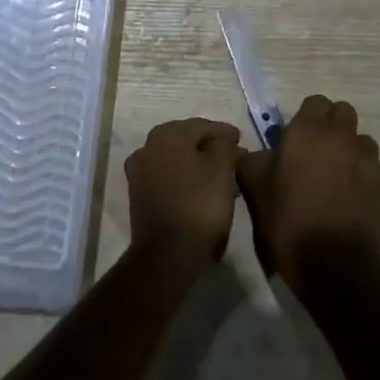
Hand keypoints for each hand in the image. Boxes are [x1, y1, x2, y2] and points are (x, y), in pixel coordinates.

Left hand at [125, 118, 241, 265]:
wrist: (167, 253)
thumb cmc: (199, 204)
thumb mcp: (222, 169)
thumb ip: (225, 147)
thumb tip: (226, 142)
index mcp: (166, 135)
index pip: (202, 126)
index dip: (224, 132)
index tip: (241, 139)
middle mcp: (147, 148)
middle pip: (187, 142)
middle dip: (211, 150)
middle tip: (234, 159)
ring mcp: (139, 173)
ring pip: (177, 161)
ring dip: (199, 166)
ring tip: (223, 178)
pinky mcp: (138, 196)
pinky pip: (167, 179)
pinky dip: (185, 180)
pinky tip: (203, 191)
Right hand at [237, 95, 379, 293]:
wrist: (332, 266)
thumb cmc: (288, 221)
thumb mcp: (254, 189)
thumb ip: (253, 160)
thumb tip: (259, 153)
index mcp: (309, 131)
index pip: (315, 102)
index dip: (306, 118)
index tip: (295, 140)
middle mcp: (343, 137)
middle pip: (343, 113)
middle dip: (332, 128)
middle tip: (316, 155)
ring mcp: (370, 162)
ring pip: (363, 142)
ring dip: (351, 153)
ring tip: (337, 180)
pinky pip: (377, 173)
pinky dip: (367, 182)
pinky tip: (354, 203)